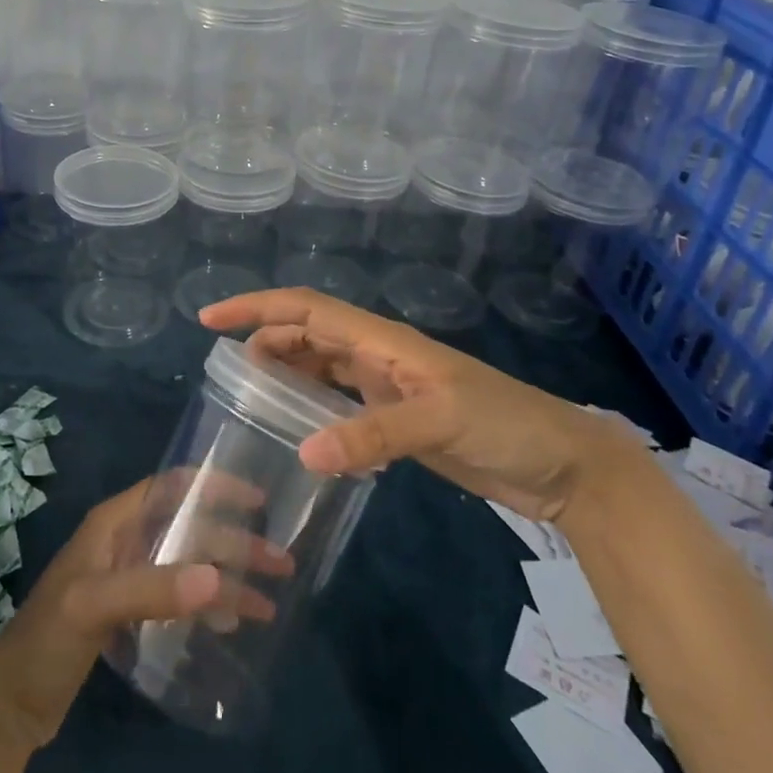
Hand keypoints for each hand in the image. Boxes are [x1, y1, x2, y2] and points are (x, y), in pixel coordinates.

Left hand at [0, 477, 284, 747]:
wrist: (10, 704)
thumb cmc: (47, 639)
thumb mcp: (93, 607)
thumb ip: (151, 590)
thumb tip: (218, 579)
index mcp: (114, 522)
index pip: (172, 487)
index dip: (214, 486)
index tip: (258, 500)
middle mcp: (125, 541)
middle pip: (190, 530)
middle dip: (235, 543)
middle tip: (281, 565)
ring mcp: (127, 578)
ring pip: (189, 564)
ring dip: (227, 577)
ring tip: (268, 602)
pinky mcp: (129, 614)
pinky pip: (179, 597)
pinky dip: (206, 604)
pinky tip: (229, 623)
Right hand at [200, 289, 636, 521]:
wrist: (562, 465)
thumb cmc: (504, 424)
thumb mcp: (440, 422)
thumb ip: (373, 435)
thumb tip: (304, 453)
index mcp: (381, 339)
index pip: (305, 308)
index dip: (256, 307)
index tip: (210, 319)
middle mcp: (377, 354)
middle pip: (307, 333)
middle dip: (264, 339)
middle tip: (226, 370)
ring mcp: (387, 386)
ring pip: (321, 365)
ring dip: (286, 370)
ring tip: (250, 394)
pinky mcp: (398, 419)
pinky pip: (340, 401)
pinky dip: (313, 405)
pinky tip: (298, 426)